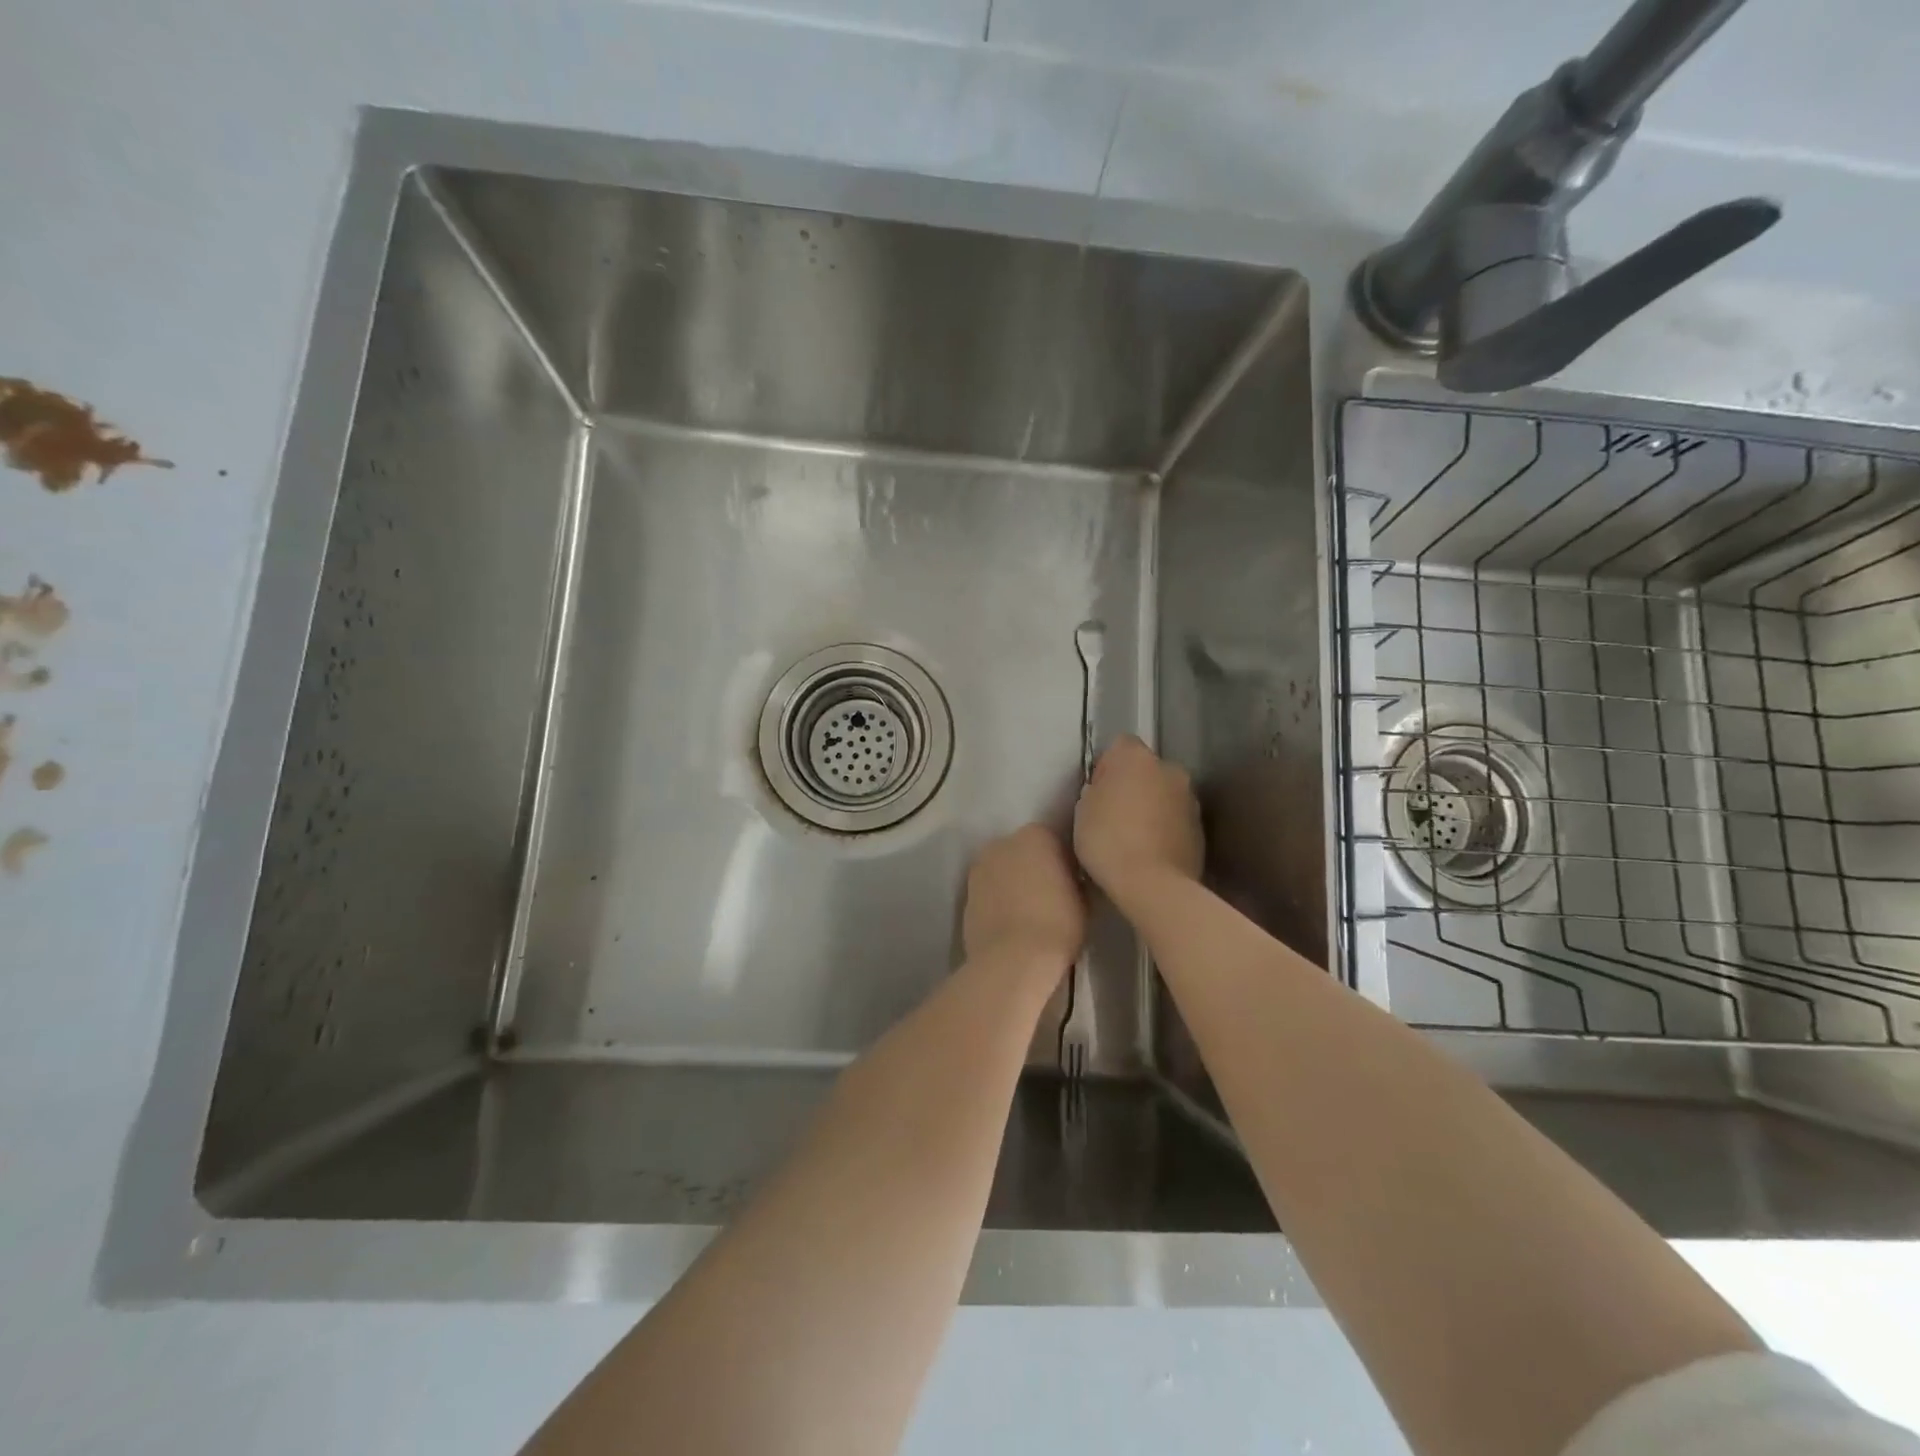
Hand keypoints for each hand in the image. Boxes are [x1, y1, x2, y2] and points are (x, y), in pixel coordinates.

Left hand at [962, 824, 1084, 973]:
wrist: (1012, 959)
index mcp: (1036, 835)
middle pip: (1024, 851)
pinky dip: (999, 901)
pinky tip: (1011, 923)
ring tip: (1030, 912)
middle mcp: (1003, 842)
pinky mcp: (966, 894)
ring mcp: (980, 867)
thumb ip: (1076, 880)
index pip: (1055, 840)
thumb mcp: (1085, 900)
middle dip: (1036, 868)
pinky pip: (989, 892)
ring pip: (1003, 871)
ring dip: (1014, 883)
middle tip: (1052, 896)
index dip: (1066, 863)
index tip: (1074, 883)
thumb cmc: (1057, 924)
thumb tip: (1072, 881)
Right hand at [1074, 735, 1203, 906]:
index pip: (1120, 746)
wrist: (1153, 885)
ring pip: (1164, 795)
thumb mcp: (1083, 810)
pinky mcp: (1201, 829)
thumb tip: (1106, 792)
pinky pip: (1176, 820)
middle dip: (1133, 786)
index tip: (1097, 792)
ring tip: (1133, 839)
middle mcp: (1169, 769)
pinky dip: (1165, 829)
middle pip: (1146, 769)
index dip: (1106, 767)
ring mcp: (1190, 799)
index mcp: (1137, 757)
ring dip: (1151, 807)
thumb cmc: (1108, 840)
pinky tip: (1150, 853)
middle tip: (1113, 815)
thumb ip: (1096, 790)